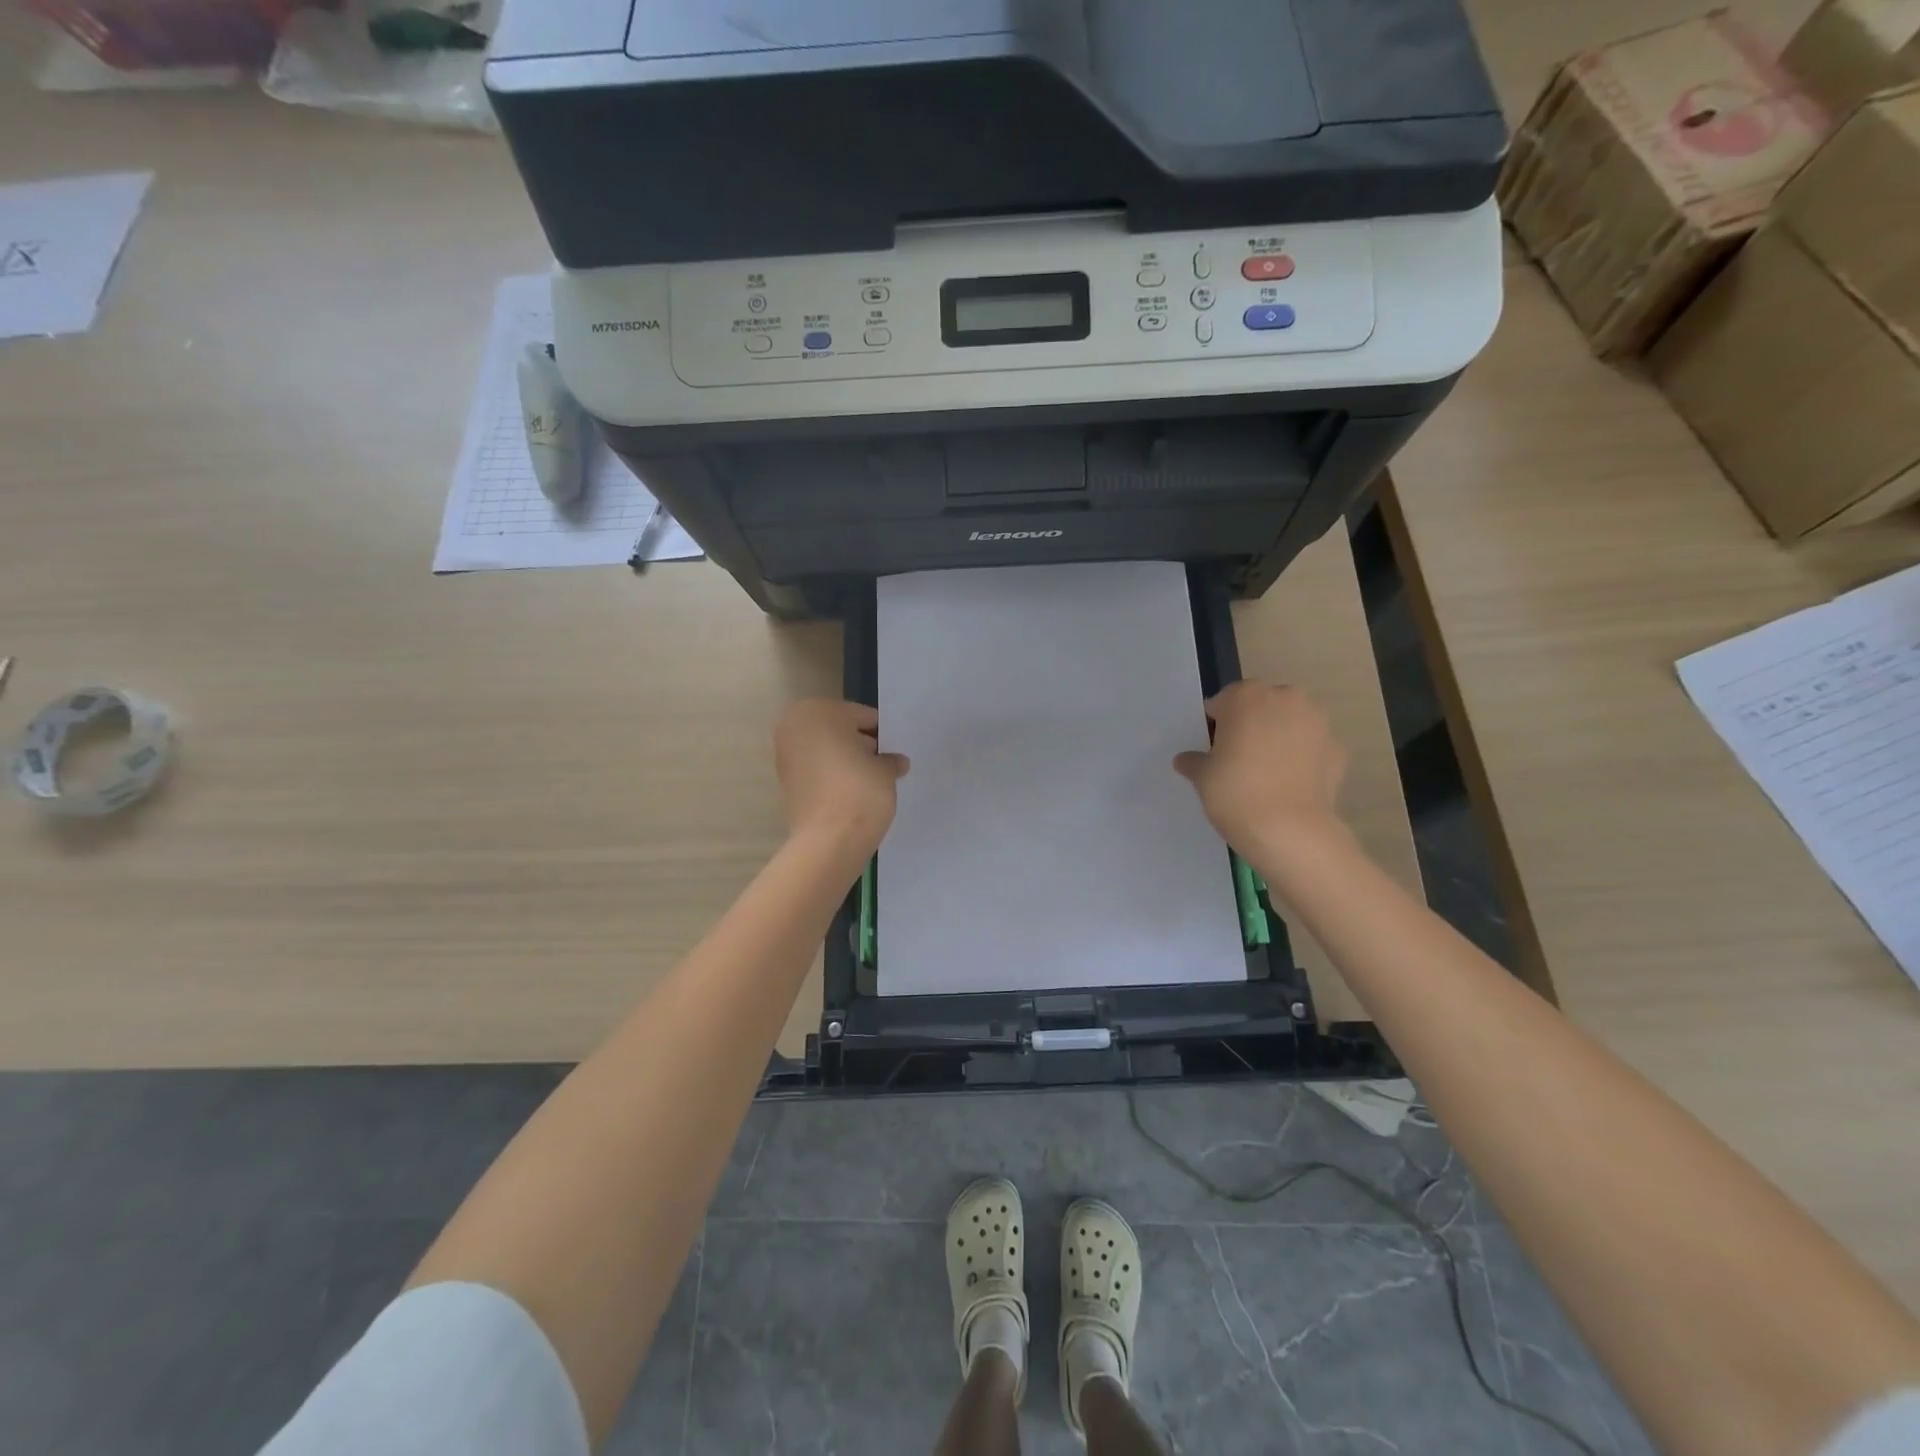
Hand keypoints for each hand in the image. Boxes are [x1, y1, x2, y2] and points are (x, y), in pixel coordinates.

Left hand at [774, 699, 908, 853]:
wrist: (829, 841)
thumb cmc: (859, 791)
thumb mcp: (885, 770)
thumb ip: (889, 760)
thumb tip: (896, 762)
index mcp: (817, 711)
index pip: (861, 716)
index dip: (882, 734)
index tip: (894, 750)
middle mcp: (794, 727)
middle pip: (838, 730)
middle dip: (860, 745)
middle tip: (884, 764)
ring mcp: (785, 756)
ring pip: (825, 751)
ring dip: (845, 761)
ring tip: (871, 781)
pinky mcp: (785, 784)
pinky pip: (816, 771)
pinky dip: (832, 777)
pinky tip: (853, 793)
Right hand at [1174, 681, 1347, 857]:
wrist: (1289, 829)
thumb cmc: (1235, 792)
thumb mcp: (1203, 777)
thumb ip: (1195, 762)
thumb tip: (1186, 760)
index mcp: (1247, 696)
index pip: (1225, 701)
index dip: (1217, 723)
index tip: (1213, 747)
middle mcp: (1286, 699)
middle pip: (1263, 705)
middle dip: (1252, 723)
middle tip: (1239, 756)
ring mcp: (1318, 723)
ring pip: (1292, 722)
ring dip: (1281, 737)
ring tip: (1267, 772)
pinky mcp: (1338, 750)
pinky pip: (1312, 748)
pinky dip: (1302, 759)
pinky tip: (1289, 785)